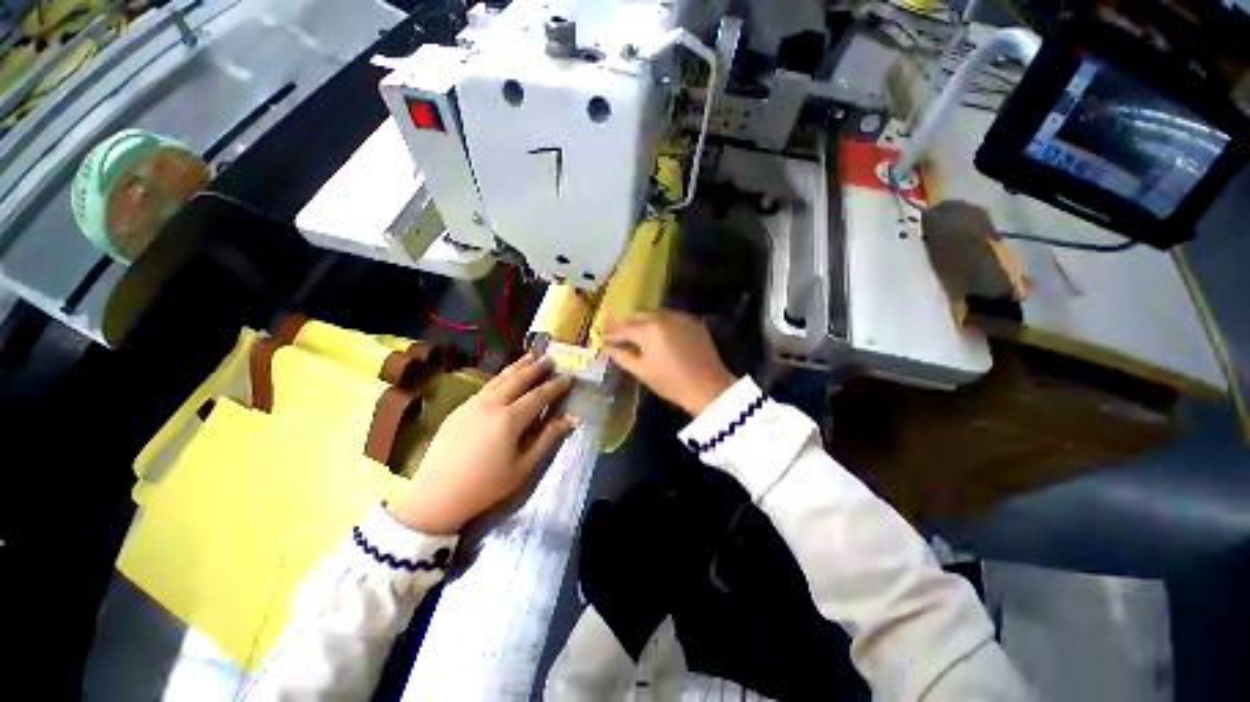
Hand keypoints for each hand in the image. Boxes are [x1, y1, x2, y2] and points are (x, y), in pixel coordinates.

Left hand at [390, 354, 575, 533]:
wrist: (435, 496)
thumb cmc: (484, 486)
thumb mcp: (522, 468)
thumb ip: (547, 439)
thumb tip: (570, 419)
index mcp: (509, 419)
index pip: (539, 395)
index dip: (556, 386)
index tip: (569, 377)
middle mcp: (491, 404)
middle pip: (518, 379)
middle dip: (536, 367)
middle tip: (550, 358)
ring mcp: (472, 403)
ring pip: (500, 378)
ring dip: (517, 366)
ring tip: (530, 356)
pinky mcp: (459, 408)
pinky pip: (486, 386)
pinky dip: (501, 377)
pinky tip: (505, 377)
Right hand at [603, 310, 735, 415]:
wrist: (708, 388)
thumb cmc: (671, 383)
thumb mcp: (642, 371)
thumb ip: (623, 356)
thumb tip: (609, 348)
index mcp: (649, 329)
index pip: (624, 328)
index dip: (611, 332)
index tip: (602, 335)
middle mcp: (664, 317)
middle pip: (639, 315)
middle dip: (626, 323)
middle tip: (617, 332)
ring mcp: (680, 318)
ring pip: (655, 313)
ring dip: (643, 320)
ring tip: (635, 331)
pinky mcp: (693, 322)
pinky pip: (671, 317)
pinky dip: (660, 322)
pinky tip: (657, 332)